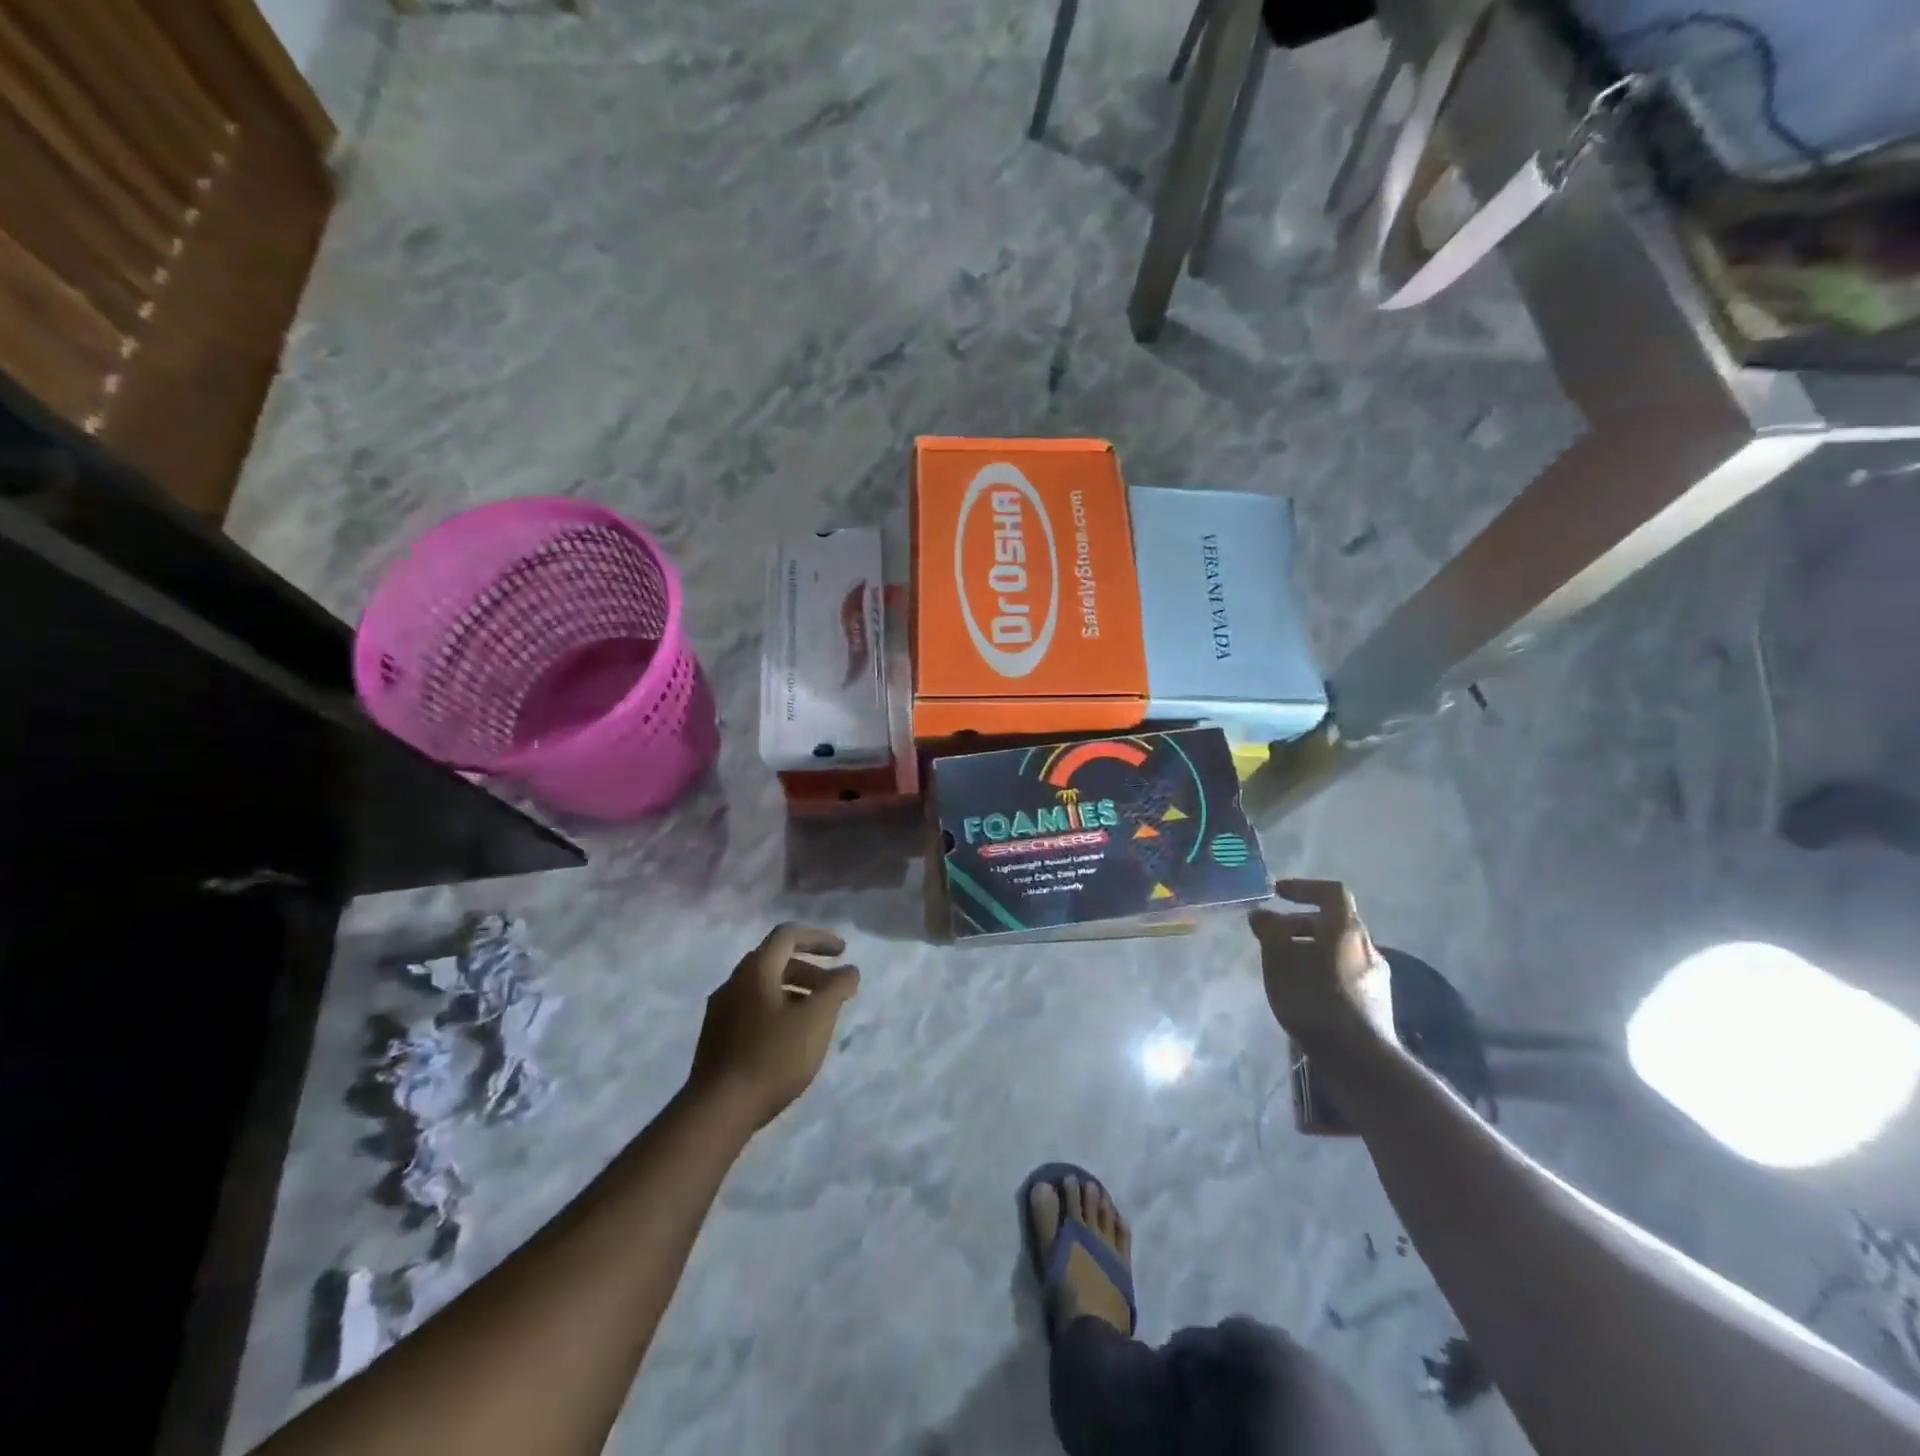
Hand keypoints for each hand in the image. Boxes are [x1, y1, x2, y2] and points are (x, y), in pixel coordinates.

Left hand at [688, 924, 860, 1128]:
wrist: (717, 1110)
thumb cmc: (773, 1057)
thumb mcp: (816, 1019)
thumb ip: (837, 988)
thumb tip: (849, 971)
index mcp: (755, 969)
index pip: (787, 935)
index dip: (818, 938)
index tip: (843, 952)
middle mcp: (733, 982)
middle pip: (775, 961)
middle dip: (810, 970)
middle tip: (834, 990)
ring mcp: (720, 1011)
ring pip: (763, 988)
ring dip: (794, 992)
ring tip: (816, 1018)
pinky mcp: (715, 1038)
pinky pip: (752, 1010)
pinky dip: (777, 1011)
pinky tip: (789, 1040)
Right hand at [1249, 879, 1394, 1050]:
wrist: (1358, 1057)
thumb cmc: (1313, 997)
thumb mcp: (1278, 958)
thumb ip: (1269, 930)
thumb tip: (1262, 914)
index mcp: (1346, 928)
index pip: (1330, 892)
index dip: (1303, 887)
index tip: (1278, 893)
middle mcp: (1367, 946)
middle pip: (1333, 922)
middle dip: (1300, 924)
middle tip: (1273, 936)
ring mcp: (1376, 976)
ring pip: (1339, 950)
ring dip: (1311, 950)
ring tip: (1285, 967)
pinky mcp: (1376, 1002)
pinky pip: (1345, 973)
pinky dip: (1322, 971)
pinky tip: (1305, 993)